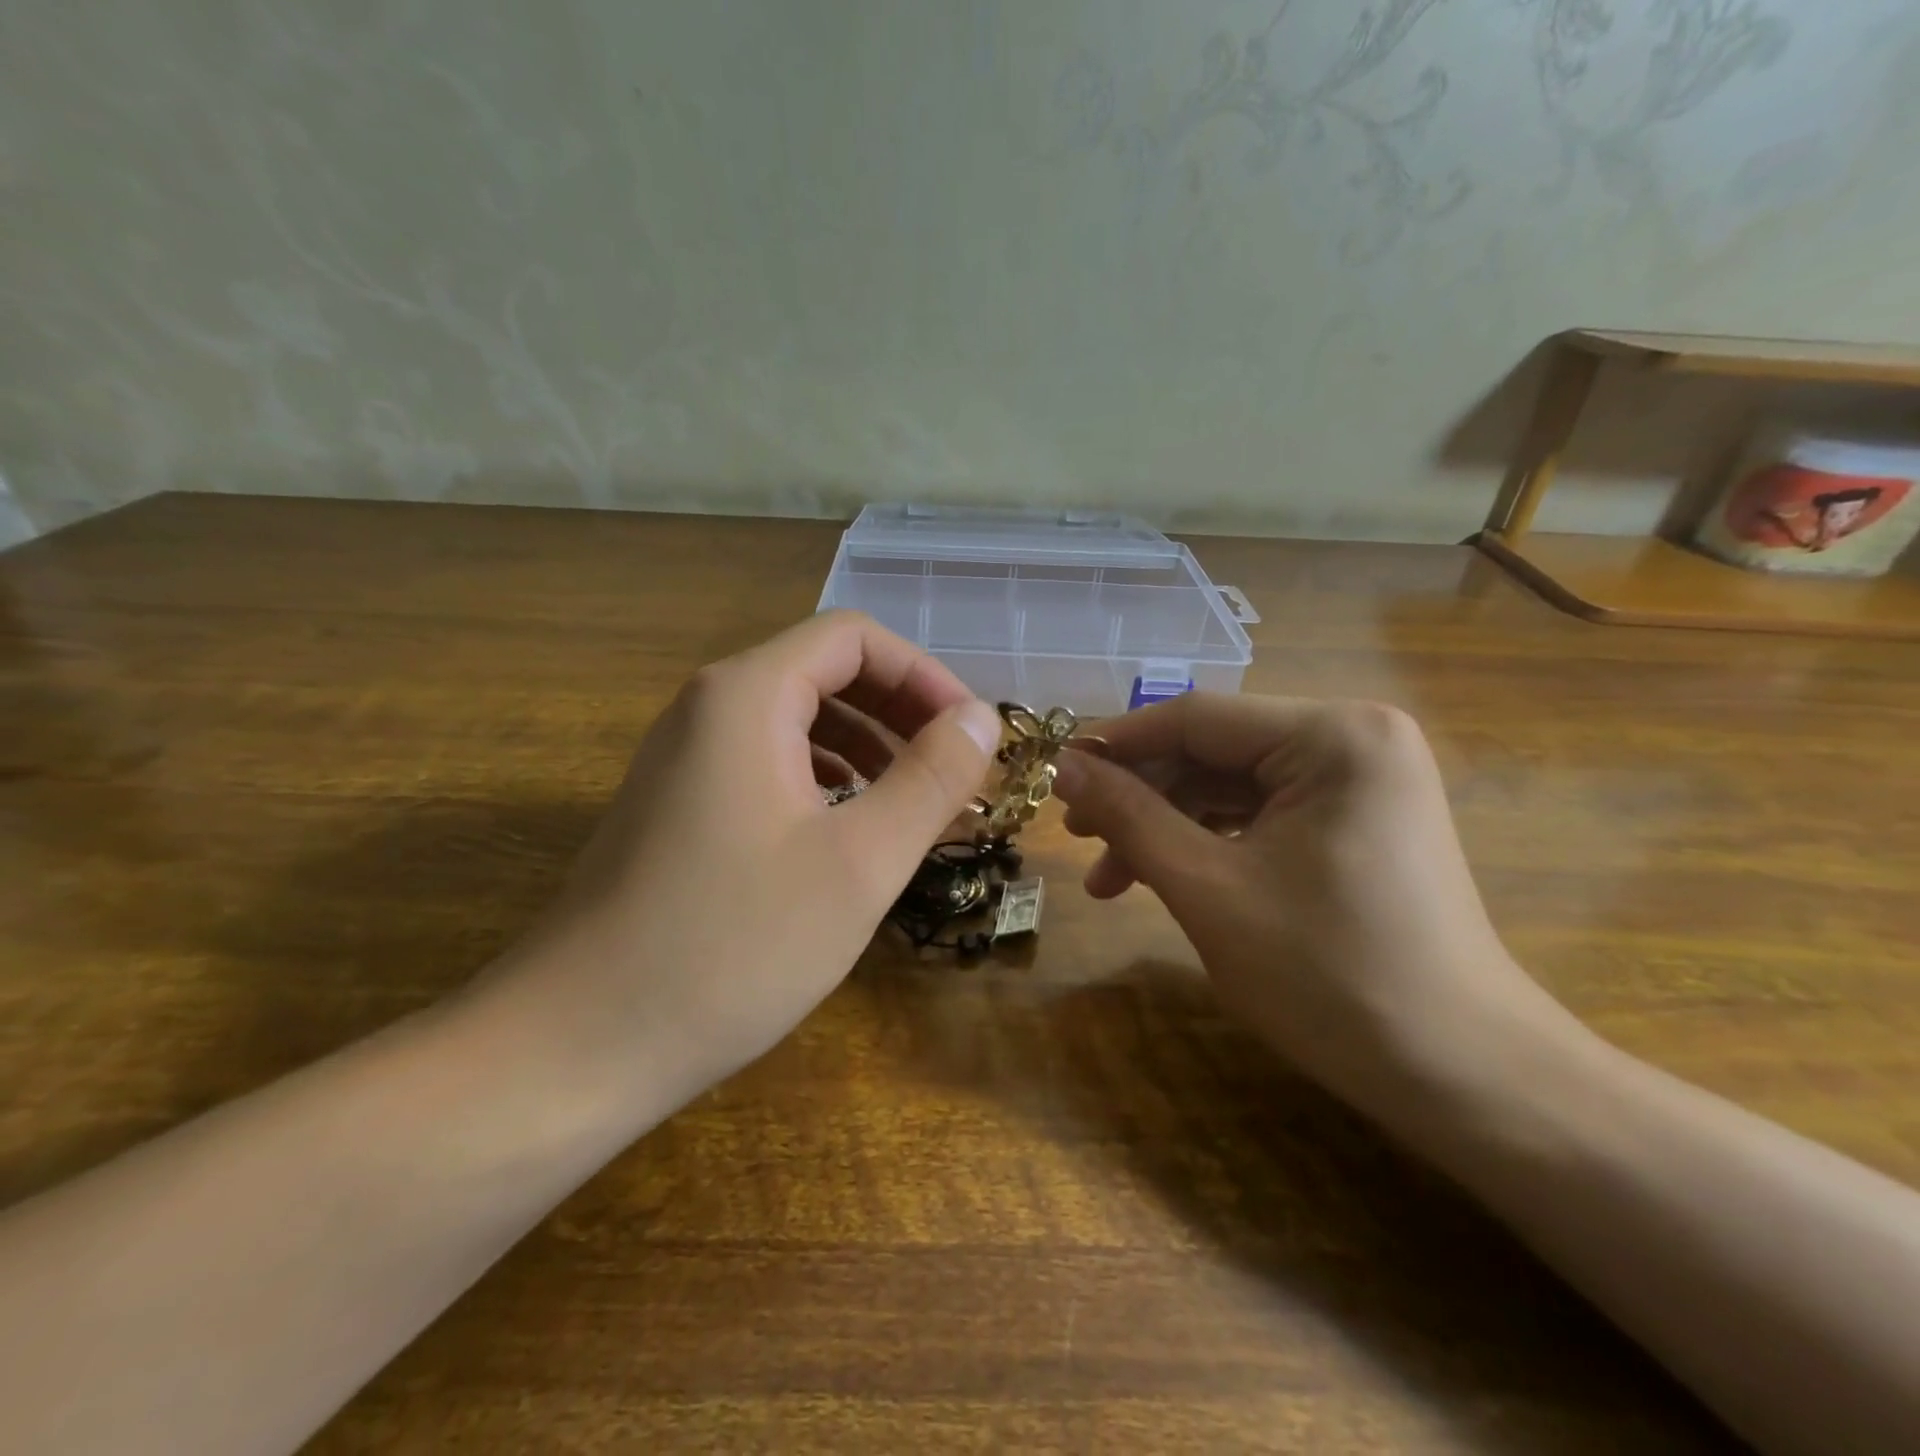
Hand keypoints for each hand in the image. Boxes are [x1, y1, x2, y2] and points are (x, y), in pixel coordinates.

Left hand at [480, 611, 1001, 1112]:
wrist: (577, 1045)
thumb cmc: (732, 946)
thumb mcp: (860, 862)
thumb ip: (931, 778)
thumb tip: (981, 718)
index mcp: (747, 696)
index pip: (854, 638)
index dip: (924, 676)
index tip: (970, 739)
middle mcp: (708, 708)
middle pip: (825, 673)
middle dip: (901, 714)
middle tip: (954, 776)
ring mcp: (685, 759)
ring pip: (798, 723)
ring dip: (869, 750)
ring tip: (915, 807)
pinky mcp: (679, 807)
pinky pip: (768, 766)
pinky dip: (826, 782)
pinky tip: (851, 834)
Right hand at [1053, 695, 1570, 1106]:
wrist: (1463, 1078)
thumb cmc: (1328, 977)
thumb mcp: (1207, 888)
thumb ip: (1129, 816)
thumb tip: (1063, 767)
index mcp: (1333, 735)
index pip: (1196, 718)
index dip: (1115, 746)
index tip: (1053, 776)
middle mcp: (1354, 737)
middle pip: (1213, 750)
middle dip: (1141, 796)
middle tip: (1078, 838)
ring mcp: (1362, 780)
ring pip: (1232, 786)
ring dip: (1167, 826)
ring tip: (1109, 879)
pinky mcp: (1359, 820)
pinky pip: (1263, 814)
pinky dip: (1210, 843)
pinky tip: (1165, 877)